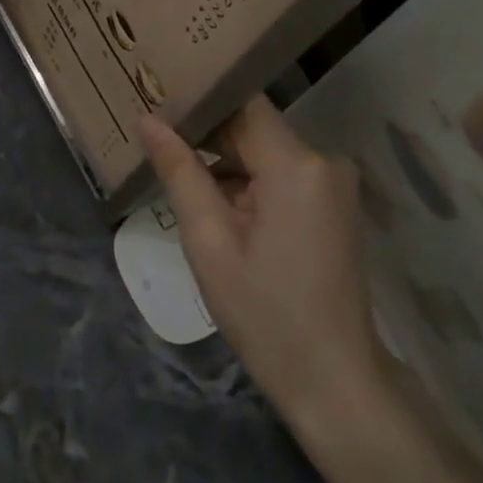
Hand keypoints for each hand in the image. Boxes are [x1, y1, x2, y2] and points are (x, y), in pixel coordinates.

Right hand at [140, 97, 391, 432]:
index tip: (158, 103)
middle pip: (254, 127)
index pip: (242, 105)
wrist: (334, 381)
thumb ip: (180, 173)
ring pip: (266, 151)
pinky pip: (283, 174)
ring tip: (178, 175)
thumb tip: (148, 120)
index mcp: (296, 164)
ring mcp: (333, 182)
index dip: (200, 102)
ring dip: (226, 163)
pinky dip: (250, 183)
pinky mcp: (333, 203)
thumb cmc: (265, 315)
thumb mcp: (210, 243)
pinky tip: (217, 206)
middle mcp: (322, 160)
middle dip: (208, 136)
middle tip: (158, 141)